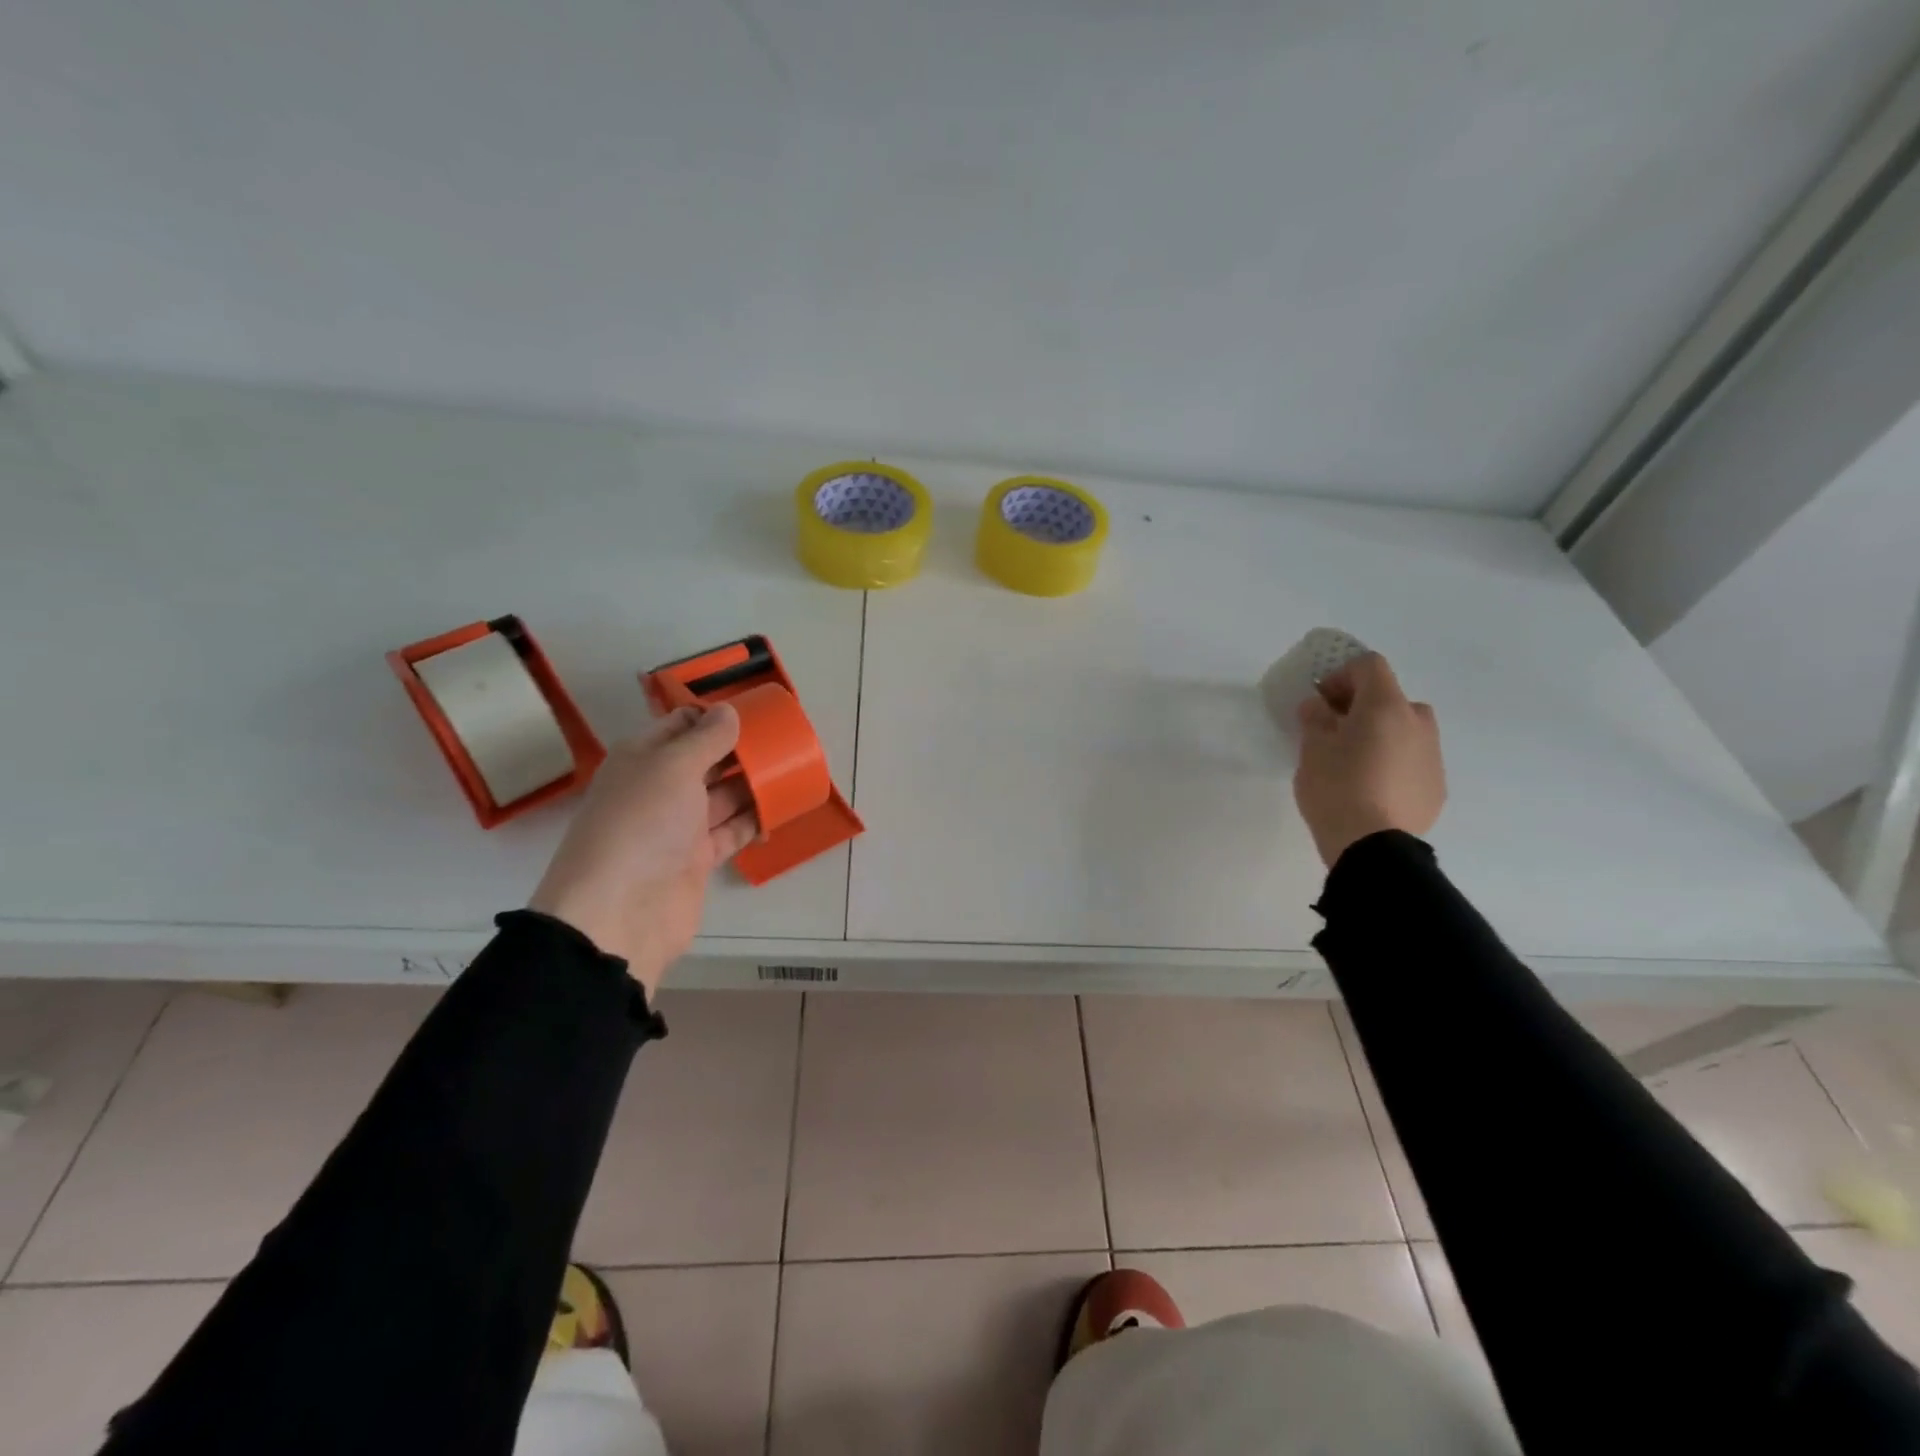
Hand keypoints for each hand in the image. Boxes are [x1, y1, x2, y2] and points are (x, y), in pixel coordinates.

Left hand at [530, 704, 757, 993]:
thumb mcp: (673, 767)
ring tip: (792, 770)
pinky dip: (754, 821)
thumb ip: (706, 738)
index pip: (681, 725)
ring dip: (753, 785)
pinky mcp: (696, 860)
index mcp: (642, 759)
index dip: (714, 716)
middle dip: (740, 750)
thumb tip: (728, 711)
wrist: (619, 913)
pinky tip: (782, 810)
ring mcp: (678, 827)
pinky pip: (731, 832)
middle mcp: (659, 788)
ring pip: (722, 797)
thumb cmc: (642, 824)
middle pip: (706, 761)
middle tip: (784, 740)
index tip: (756, 711)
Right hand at [1293, 653, 1445, 866]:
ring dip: (1380, 734)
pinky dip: (1393, 763)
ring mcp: (1433, 755)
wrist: (1373, 846)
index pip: (1369, 666)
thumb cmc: (1336, 788)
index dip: (1341, 675)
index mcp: (1386, 706)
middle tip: (1335, 731)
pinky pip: (1412, 760)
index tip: (1320, 701)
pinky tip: (1371, 789)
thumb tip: (1318, 706)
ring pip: (1405, 730)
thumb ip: (1315, 719)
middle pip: (1390, 698)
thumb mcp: (1312, 749)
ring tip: (1354, 763)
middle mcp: (1418, 722)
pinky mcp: (1437, 786)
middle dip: (1362, 707)